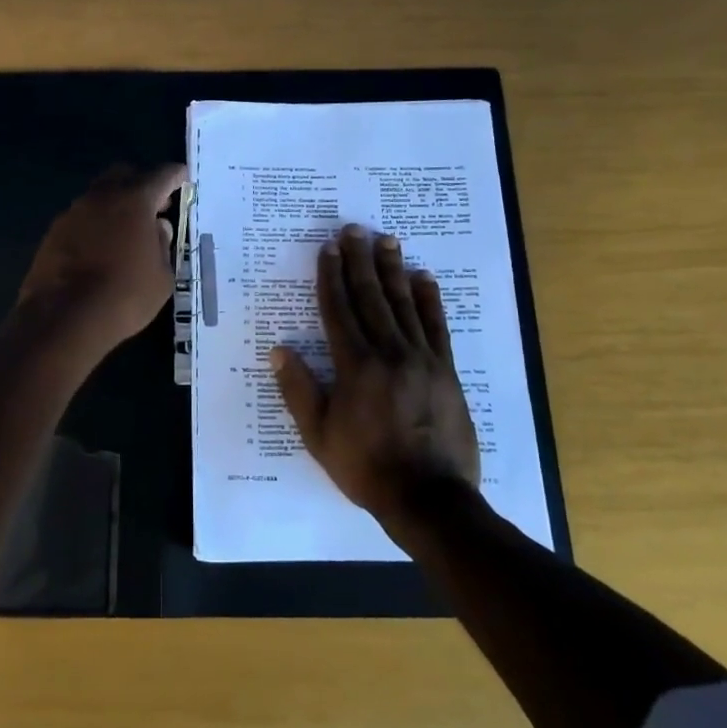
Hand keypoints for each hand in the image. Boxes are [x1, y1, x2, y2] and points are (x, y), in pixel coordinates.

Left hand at [16, 164, 184, 354]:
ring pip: (100, 194)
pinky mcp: (54, 231)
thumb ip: (163, 244)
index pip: (162, 175)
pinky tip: (102, 247)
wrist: (64, 318)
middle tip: (156, 206)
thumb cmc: (125, 296)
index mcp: (135, 200)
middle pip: (125, 174)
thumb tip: (158, 227)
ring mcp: (74, 212)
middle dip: (143, 184)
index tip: (183, 179)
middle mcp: (102, 197)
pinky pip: (82, 217)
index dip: (176, 176)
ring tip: (128, 231)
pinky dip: (96, 223)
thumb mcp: (162, 276)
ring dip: (116, 204)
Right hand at [271, 224, 481, 527]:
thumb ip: (299, 390)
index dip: (331, 276)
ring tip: (386, 240)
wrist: (429, 498)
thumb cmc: (366, 467)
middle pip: (371, 297)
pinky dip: (430, 300)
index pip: (339, 309)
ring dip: (393, 270)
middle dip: (360, 261)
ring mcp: (422, 359)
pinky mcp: (447, 370)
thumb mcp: (318, 436)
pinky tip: (424, 278)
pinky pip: (437, 326)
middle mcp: (389, 352)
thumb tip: (279, 351)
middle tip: (354, 229)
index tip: (328, 248)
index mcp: (354, 366)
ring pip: (404, 304)